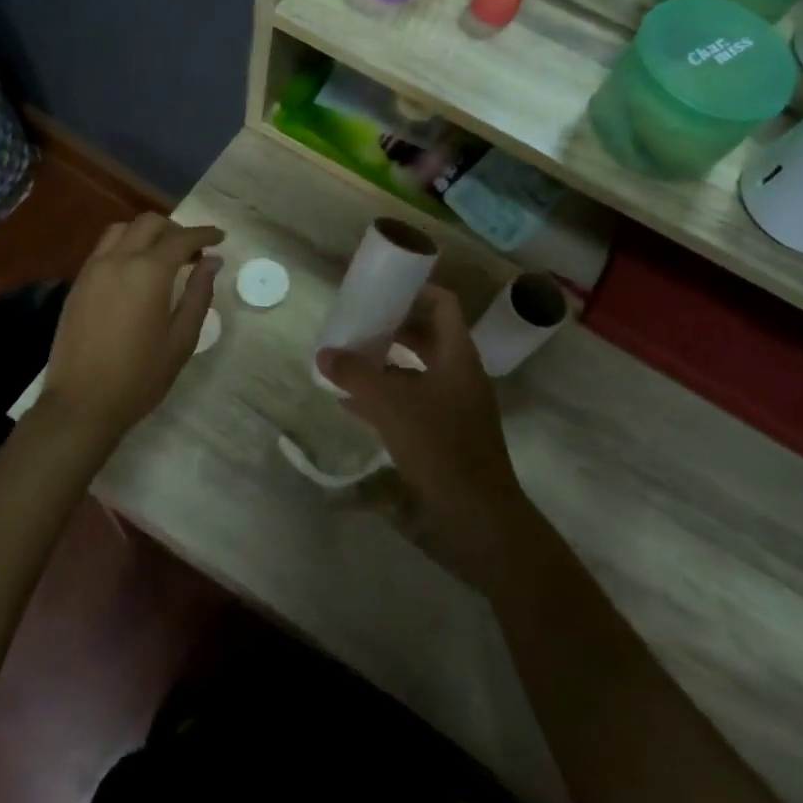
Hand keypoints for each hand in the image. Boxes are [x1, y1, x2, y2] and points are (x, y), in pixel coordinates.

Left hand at [39, 214, 223, 443]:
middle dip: (175, 229)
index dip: (204, 234)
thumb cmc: (140, 376)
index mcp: (148, 273)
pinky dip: (124, 246)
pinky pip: (103, 249)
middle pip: (148, 224)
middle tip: (193, 252)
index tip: (220, 238)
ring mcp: (92, 270)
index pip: (181, 238)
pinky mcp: (77, 284)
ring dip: (146, 233)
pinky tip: (135, 272)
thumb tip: (212, 261)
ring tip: (162, 257)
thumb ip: (198, 294)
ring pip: (121, 230)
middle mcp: (118, 260)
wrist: (81, 404)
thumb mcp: (181, 339)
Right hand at [316, 286, 533, 580]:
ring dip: (385, 364)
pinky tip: (351, 405)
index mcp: (458, 355)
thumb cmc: (439, 444)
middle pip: (426, 336)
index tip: (382, 290)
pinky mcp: (446, 433)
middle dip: (391, 328)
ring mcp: (455, 404)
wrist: (478, 513)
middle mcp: (460, 373)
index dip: (415, 291)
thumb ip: (355, 375)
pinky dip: (386, 397)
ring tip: (348, 362)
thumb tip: (324, 353)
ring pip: (417, 370)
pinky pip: (413, 401)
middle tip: (358, 324)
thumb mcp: (390, 404)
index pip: (443, 304)